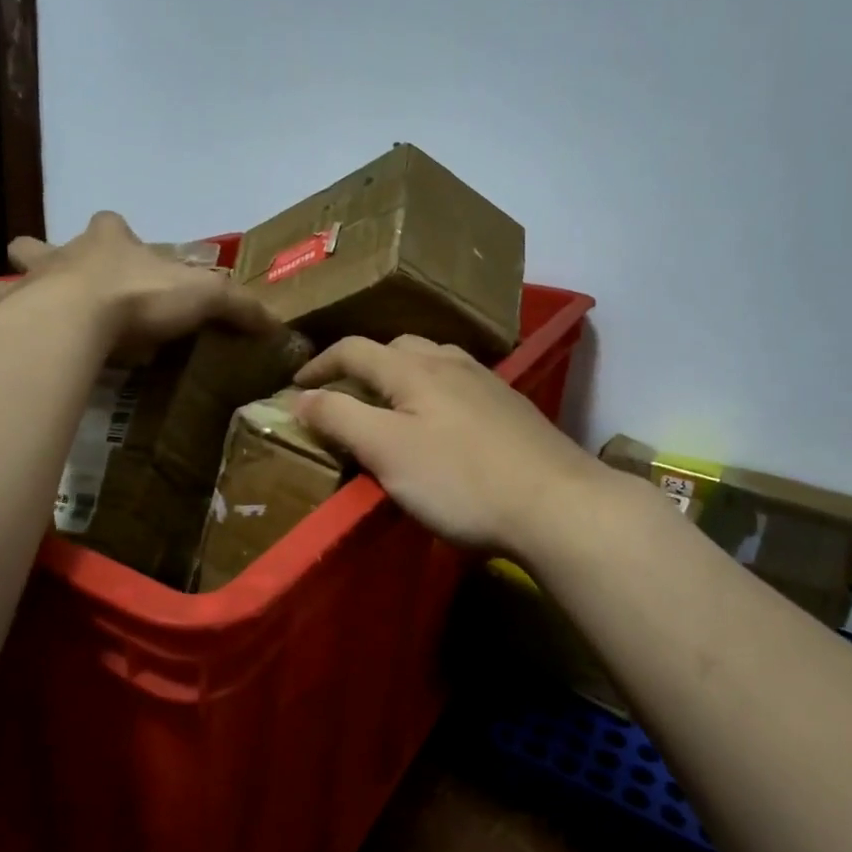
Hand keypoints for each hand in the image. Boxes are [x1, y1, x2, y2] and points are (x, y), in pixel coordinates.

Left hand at [1, 212, 274, 353]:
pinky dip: (5, 329)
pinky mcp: (11, 317)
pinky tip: (16, 347)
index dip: (118, 234)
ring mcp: (31, 283)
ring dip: (19, 289)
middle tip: (63, 282)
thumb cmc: (141, 297)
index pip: (111, 223)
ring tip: (31, 314)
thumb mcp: (205, 297)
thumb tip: (277, 324)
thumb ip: (239, 306)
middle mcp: (66, 254)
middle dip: (47, 255)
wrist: (78, 320)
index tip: (124, 251)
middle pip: (45, 244)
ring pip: (14, 276)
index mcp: (111, 241)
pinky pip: (1, 319)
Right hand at [291, 336, 609, 556]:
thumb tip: (300, 397)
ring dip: (401, 375)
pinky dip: (433, 392)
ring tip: (390, 405)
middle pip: (395, 348)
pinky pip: (458, 384)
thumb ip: (340, 418)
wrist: (558, 504)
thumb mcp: (387, 451)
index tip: (294, 386)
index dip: (319, 364)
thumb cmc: (461, 479)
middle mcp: (450, 361)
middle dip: (361, 366)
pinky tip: (441, 422)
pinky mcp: (511, 407)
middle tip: (343, 397)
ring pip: (432, 361)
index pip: (353, 349)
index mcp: (413, 367)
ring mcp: (486, 382)